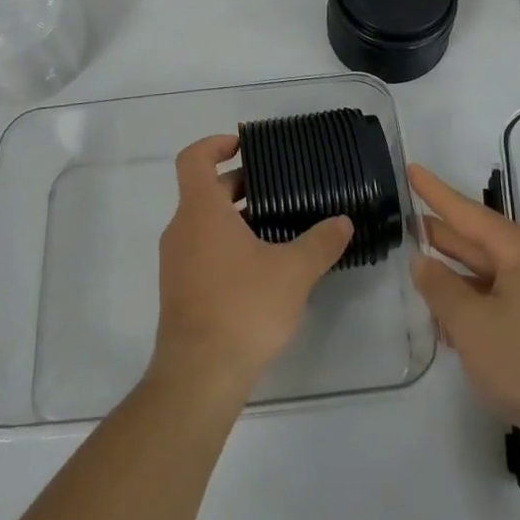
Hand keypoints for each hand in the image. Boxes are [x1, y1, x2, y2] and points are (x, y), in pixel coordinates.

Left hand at [149, 135, 351, 401]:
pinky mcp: (179, 291)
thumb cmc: (242, 307)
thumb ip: (320, 243)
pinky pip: (201, 250)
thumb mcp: (292, 272)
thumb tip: (343, 221)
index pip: (194, 158)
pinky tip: (261, 267)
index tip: (242, 146)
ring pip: (204, 223)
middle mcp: (181, 229)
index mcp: (201, 210)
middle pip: (204, 190)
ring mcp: (176, 262)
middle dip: (239, 185)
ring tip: (276, 227)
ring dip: (235, 218)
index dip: (215, 144)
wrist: (198, 376)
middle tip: (277, 190)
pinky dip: (226, 245)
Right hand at [409, 163, 519, 454]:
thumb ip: (441, 289)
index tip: (411, 169)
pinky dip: (478, 305)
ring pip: (492, 275)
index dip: (434, 192)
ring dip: (458, 279)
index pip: (465, 211)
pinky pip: (506, 301)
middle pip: (479, 241)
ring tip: (423, 280)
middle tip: (407, 226)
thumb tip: (423, 262)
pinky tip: (456, 328)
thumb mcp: (472, 325)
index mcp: (519, 249)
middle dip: (443, 236)